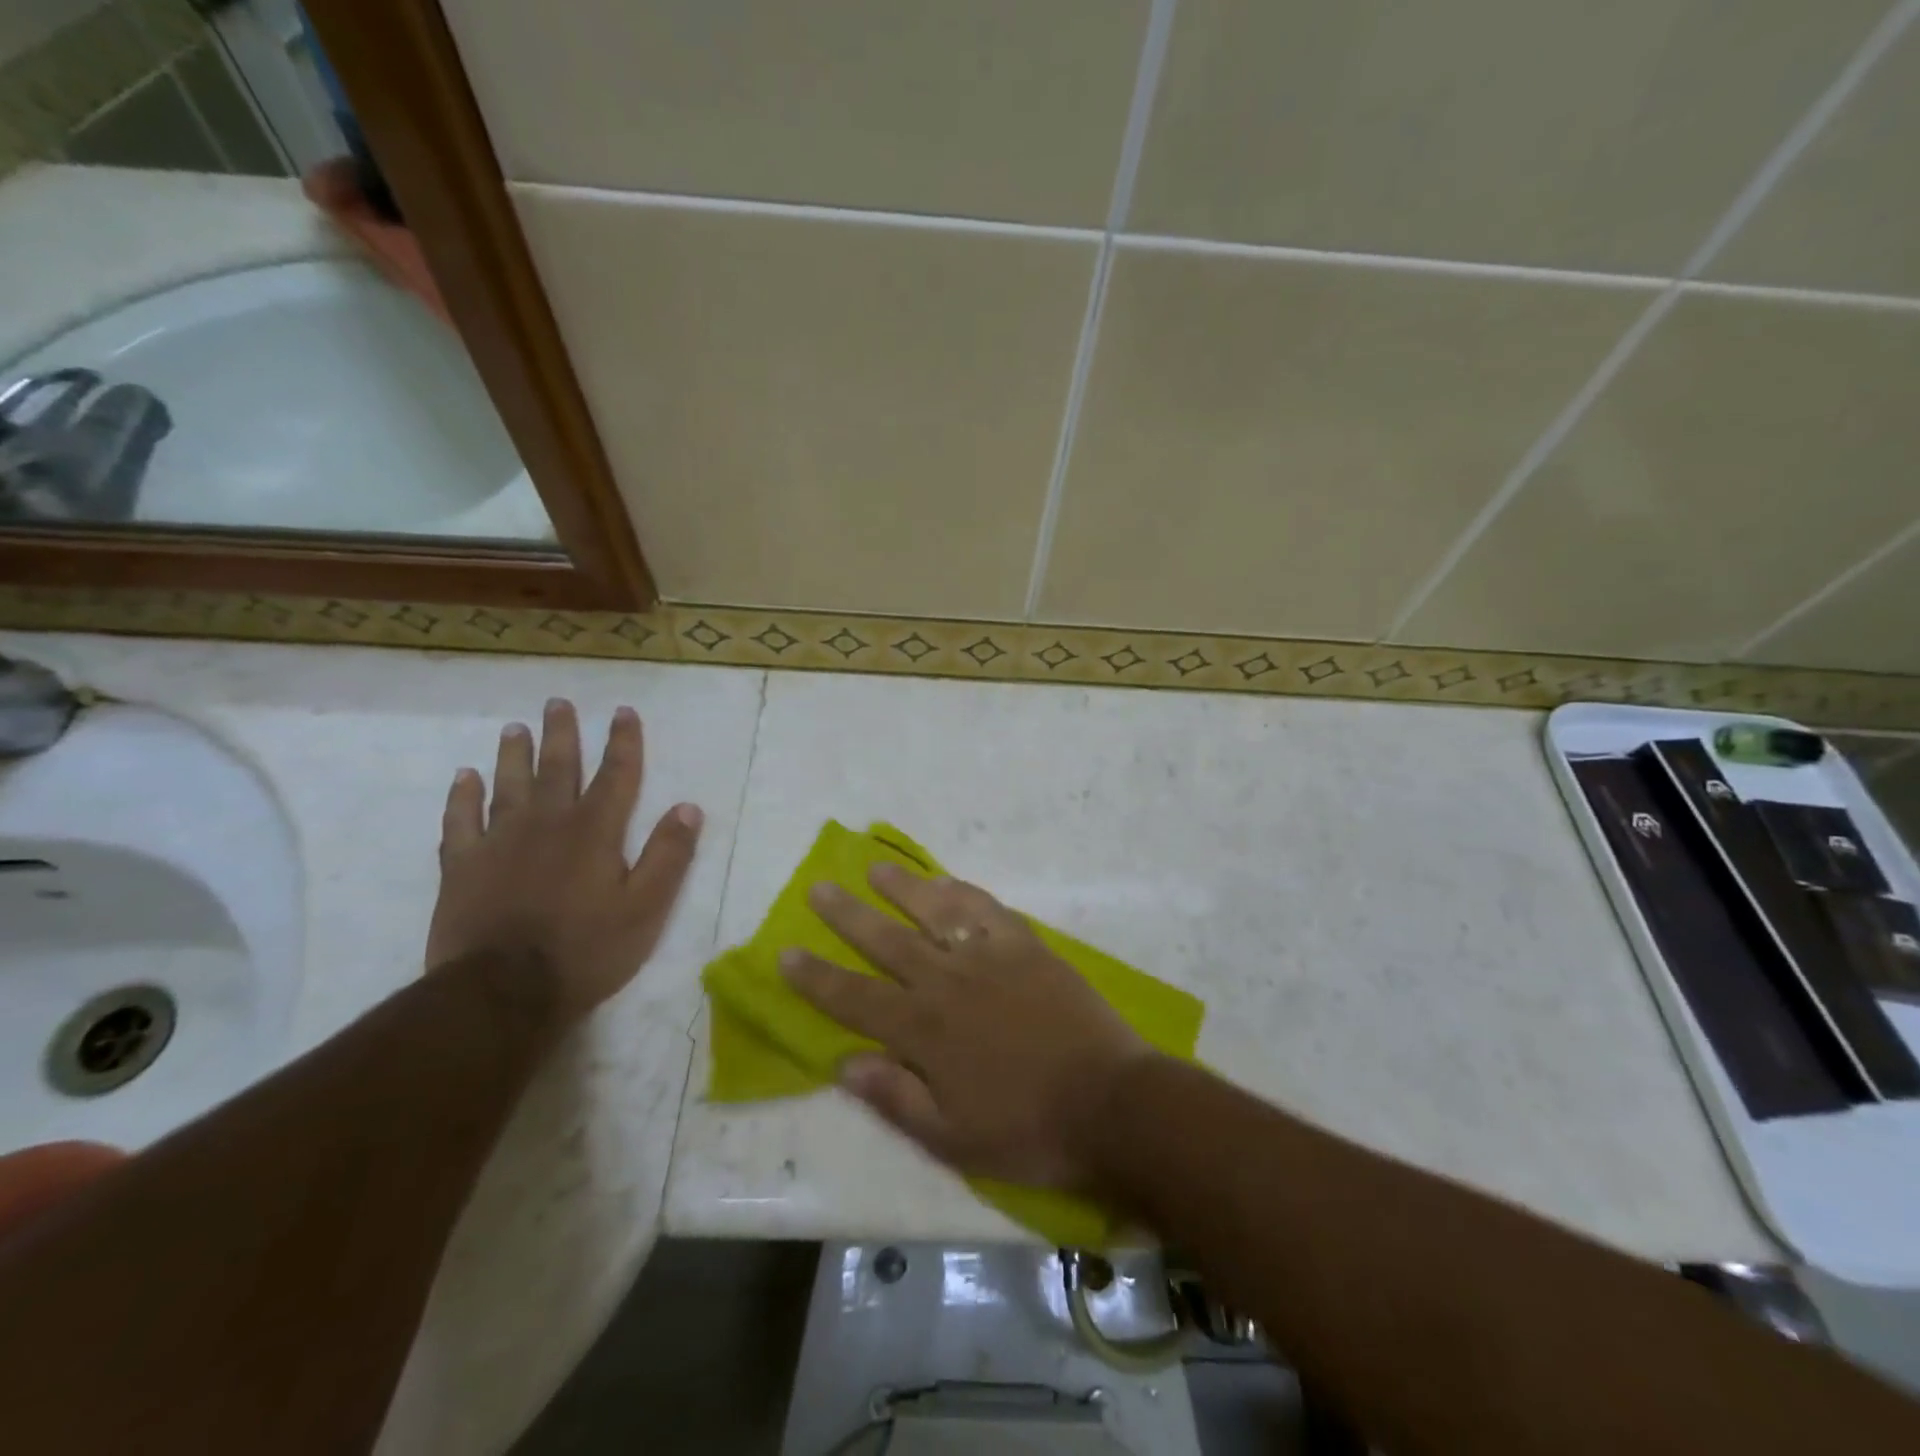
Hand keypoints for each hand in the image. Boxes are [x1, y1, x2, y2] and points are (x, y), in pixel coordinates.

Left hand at [427, 699, 702, 1028]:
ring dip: (514, 755)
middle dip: (562, 734)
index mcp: (595, 832)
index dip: (623, 742)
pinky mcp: (462, 866)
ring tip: (515, 728)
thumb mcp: (646, 908)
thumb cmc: (586, 951)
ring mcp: (500, 842)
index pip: (616, 775)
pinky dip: (462, 796)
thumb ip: (668, 855)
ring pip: (508, 785)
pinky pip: (460, 820)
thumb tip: (687, 807)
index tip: (622, 711)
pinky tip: (464, 777)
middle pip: (558, 768)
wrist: (502, 993)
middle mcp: (548, 824)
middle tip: (557, 703)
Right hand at [779, 864, 1150, 1190]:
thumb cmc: (1028, 1130)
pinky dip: (962, 892)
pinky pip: (987, 909)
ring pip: (934, 913)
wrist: (1109, 1102)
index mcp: (924, 1032)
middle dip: (847, 915)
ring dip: (901, 888)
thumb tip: (843, 1063)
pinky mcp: (1026, 946)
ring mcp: (989, 958)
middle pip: (886, 941)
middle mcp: (947, 983)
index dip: (816, 976)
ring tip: (874, 868)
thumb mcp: (952, 1138)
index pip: (854, 998)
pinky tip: (945, 882)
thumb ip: (895, 1098)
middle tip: (819, 887)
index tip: (786, 951)